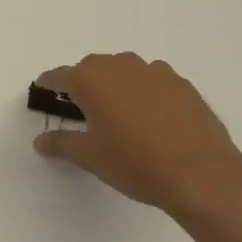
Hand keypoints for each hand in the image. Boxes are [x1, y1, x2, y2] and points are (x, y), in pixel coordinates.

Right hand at [32, 53, 241, 215]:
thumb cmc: (133, 161)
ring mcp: (157, 73)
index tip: (41, 89)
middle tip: (77, 106)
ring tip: (115, 111)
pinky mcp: (184, 86)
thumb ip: (61, 143)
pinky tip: (147, 118)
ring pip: (125, 72)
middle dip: (82, 83)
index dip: (48, 83)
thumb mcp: (88, 156)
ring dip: (115, 85)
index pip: (60, 76)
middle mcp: (122, 66)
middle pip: (93, 68)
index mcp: (91, 79)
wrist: (200, 174)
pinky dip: (143, 93)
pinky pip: (153, 82)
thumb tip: (40, 141)